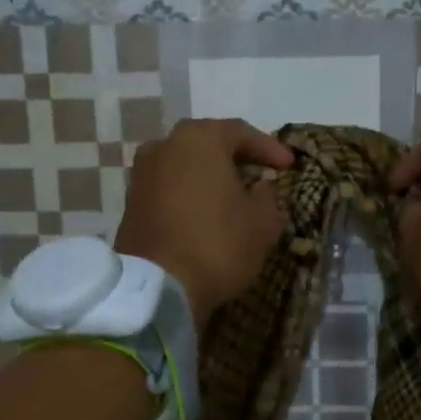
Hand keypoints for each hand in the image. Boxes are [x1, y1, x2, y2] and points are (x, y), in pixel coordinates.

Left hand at [114, 118, 293, 328]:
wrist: (158, 287)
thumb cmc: (218, 244)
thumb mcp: (263, 222)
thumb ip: (268, 195)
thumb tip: (260, 188)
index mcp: (200, 139)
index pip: (241, 132)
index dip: (269, 148)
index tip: (289, 165)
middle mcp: (165, 145)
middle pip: (208, 145)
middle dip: (236, 159)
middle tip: (260, 176)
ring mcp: (141, 174)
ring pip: (186, 167)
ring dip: (210, 178)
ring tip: (233, 197)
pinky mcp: (131, 203)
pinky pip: (170, 189)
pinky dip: (190, 196)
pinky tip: (207, 215)